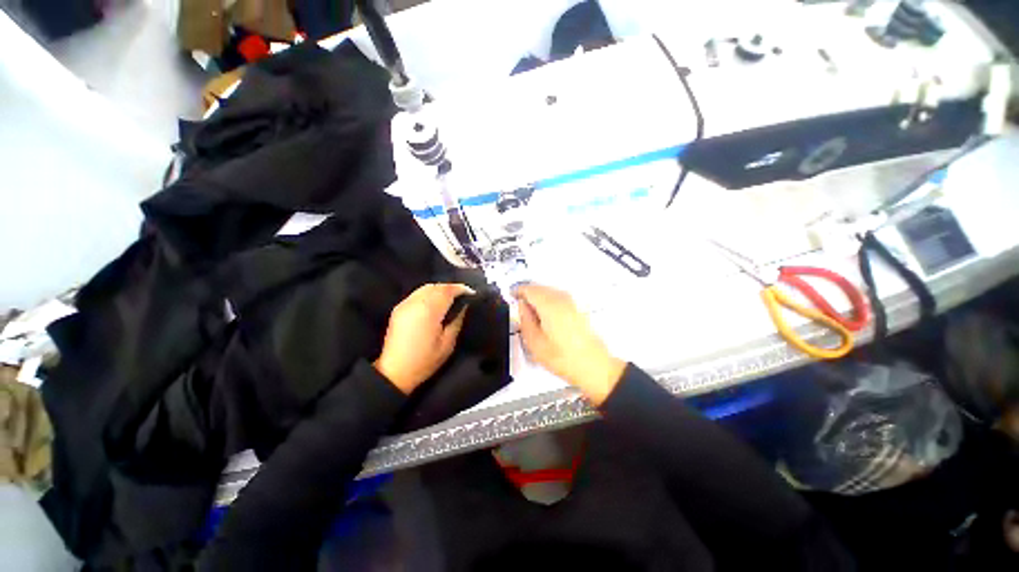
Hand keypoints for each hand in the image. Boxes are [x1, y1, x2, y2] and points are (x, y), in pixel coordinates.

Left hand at [375, 283, 473, 393]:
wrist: (394, 372)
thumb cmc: (425, 360)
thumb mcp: (448, 343)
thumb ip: (457, 320)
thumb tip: (464, 305)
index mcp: (429, 311)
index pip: (447, 290)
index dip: (461, 289)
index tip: (472, 293)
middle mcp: (416, 302)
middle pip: (436, 286)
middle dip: (451, 288)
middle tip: (463, 295)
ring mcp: (405, 304)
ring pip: (426, 287)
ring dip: (440, 289)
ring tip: (451, 297)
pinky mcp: (399, 308)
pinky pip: (418, 293)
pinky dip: (429, 293)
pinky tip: (436, 302)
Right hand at [515, 284, 625, 405]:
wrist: (594, 367)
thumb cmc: (564, 358)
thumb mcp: (535, 343)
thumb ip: (524, 320)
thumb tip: (521, 307)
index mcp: (549, 305)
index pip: (529, 289)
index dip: (517, 291)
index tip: (511, 297)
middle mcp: (562, 298)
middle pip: (539, 288)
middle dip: (527, 295)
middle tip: (519, 309)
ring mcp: (572, 302)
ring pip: (549, 292)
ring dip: (538, 299)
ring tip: (532, 316)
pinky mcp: (578, 308)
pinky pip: (557, 298)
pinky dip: (548, 303)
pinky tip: (546, 319)